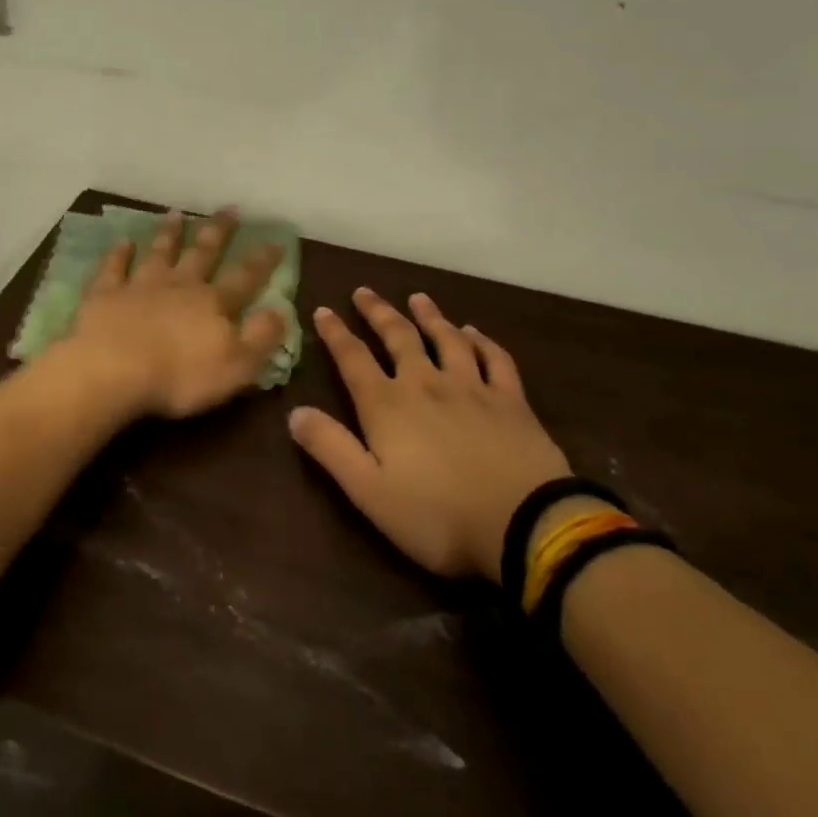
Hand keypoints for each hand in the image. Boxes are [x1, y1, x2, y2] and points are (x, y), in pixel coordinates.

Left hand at [62, 209, 287, 419]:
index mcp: (213, 304)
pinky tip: (122, 241)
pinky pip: (113, 268)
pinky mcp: (105, 295)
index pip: (245, 278)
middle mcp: (179, 286)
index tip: (275, 241)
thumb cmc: (180, 376)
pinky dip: (118, 254)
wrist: (113, 371)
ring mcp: (140, 286)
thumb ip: (261, 337)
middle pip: (202, 253)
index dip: (262, 261)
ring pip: (159, 253)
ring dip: (168, 234)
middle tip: (228, 209)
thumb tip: (280, 311)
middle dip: (217, 232)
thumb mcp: (237, 365)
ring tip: (176, 214)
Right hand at [289, 288, 570, 582]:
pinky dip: (483, 341)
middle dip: (378, 312)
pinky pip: (495, 359)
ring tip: (418, 298)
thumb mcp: (368, 491)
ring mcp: (472, 388)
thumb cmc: (436, 515)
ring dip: (430, 316)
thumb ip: (330, 448)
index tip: (322, 309)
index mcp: (388, 406)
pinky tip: (474, 332)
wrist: (523, 525)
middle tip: (364, 291)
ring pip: (447, 339)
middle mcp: (426, 384)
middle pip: (399, 337)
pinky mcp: (511, 401)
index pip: (353, 359)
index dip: (335, 333)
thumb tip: (294, 412)